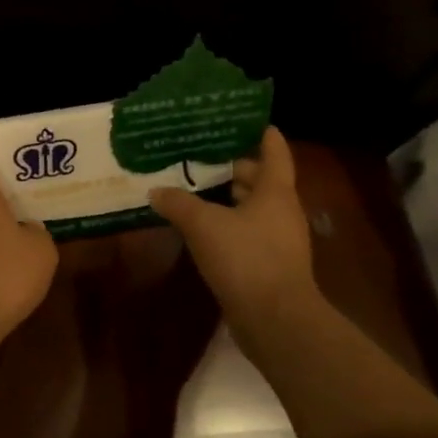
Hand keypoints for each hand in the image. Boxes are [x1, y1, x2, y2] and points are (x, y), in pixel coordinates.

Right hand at [150, 127, 316, 344]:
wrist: (274, 319)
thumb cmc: (246, 258)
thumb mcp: (204, 225)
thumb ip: (178, 203)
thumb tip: (156, 191)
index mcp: (276, 191)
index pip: (274, 151)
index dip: (260, 133)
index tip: (241, 119)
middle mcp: (281, 210)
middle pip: (260, 178)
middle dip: (231, 166)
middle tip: (197, 154)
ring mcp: (277, 239)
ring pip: (250, 207)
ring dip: (225, 197)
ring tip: (190, 188)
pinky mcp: (266, 264)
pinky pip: (244, 232)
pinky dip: (224, 224)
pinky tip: (197, 227)